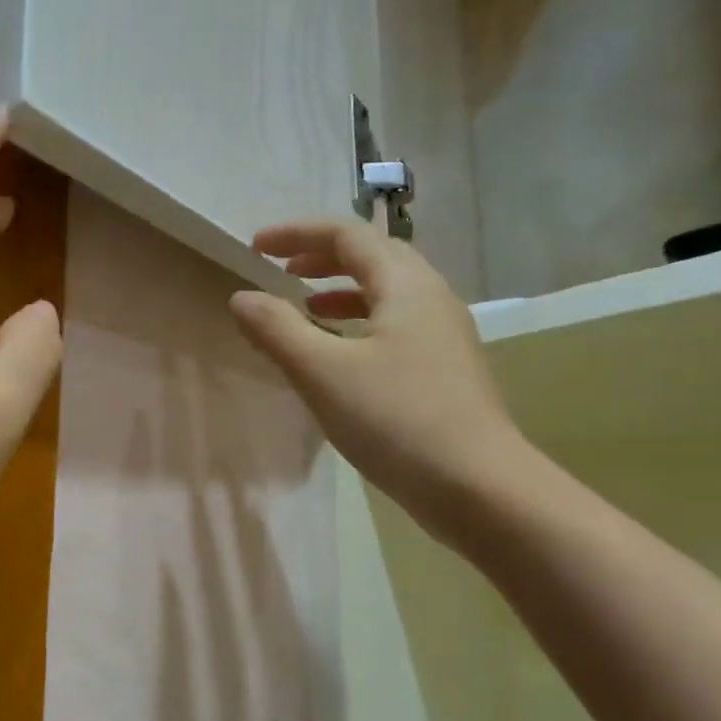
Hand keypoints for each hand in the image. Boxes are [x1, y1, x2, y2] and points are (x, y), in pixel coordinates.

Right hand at [229, 220, 523, 545]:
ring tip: (306, 310)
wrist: (478, 486)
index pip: (346, 235)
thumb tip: (242, 297)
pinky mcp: (446, 371)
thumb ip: (277, 330)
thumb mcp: (323, 373)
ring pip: (387, 295)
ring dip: (342, 293)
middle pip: (373, 257)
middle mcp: (431, 298)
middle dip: (322, 258)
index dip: (297, 234)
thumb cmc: (396, 421)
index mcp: (405, 284)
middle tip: (282, 272)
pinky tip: (342, 360)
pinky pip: (396, 329)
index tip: (256, 248)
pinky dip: (360, 328)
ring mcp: (444, 336)